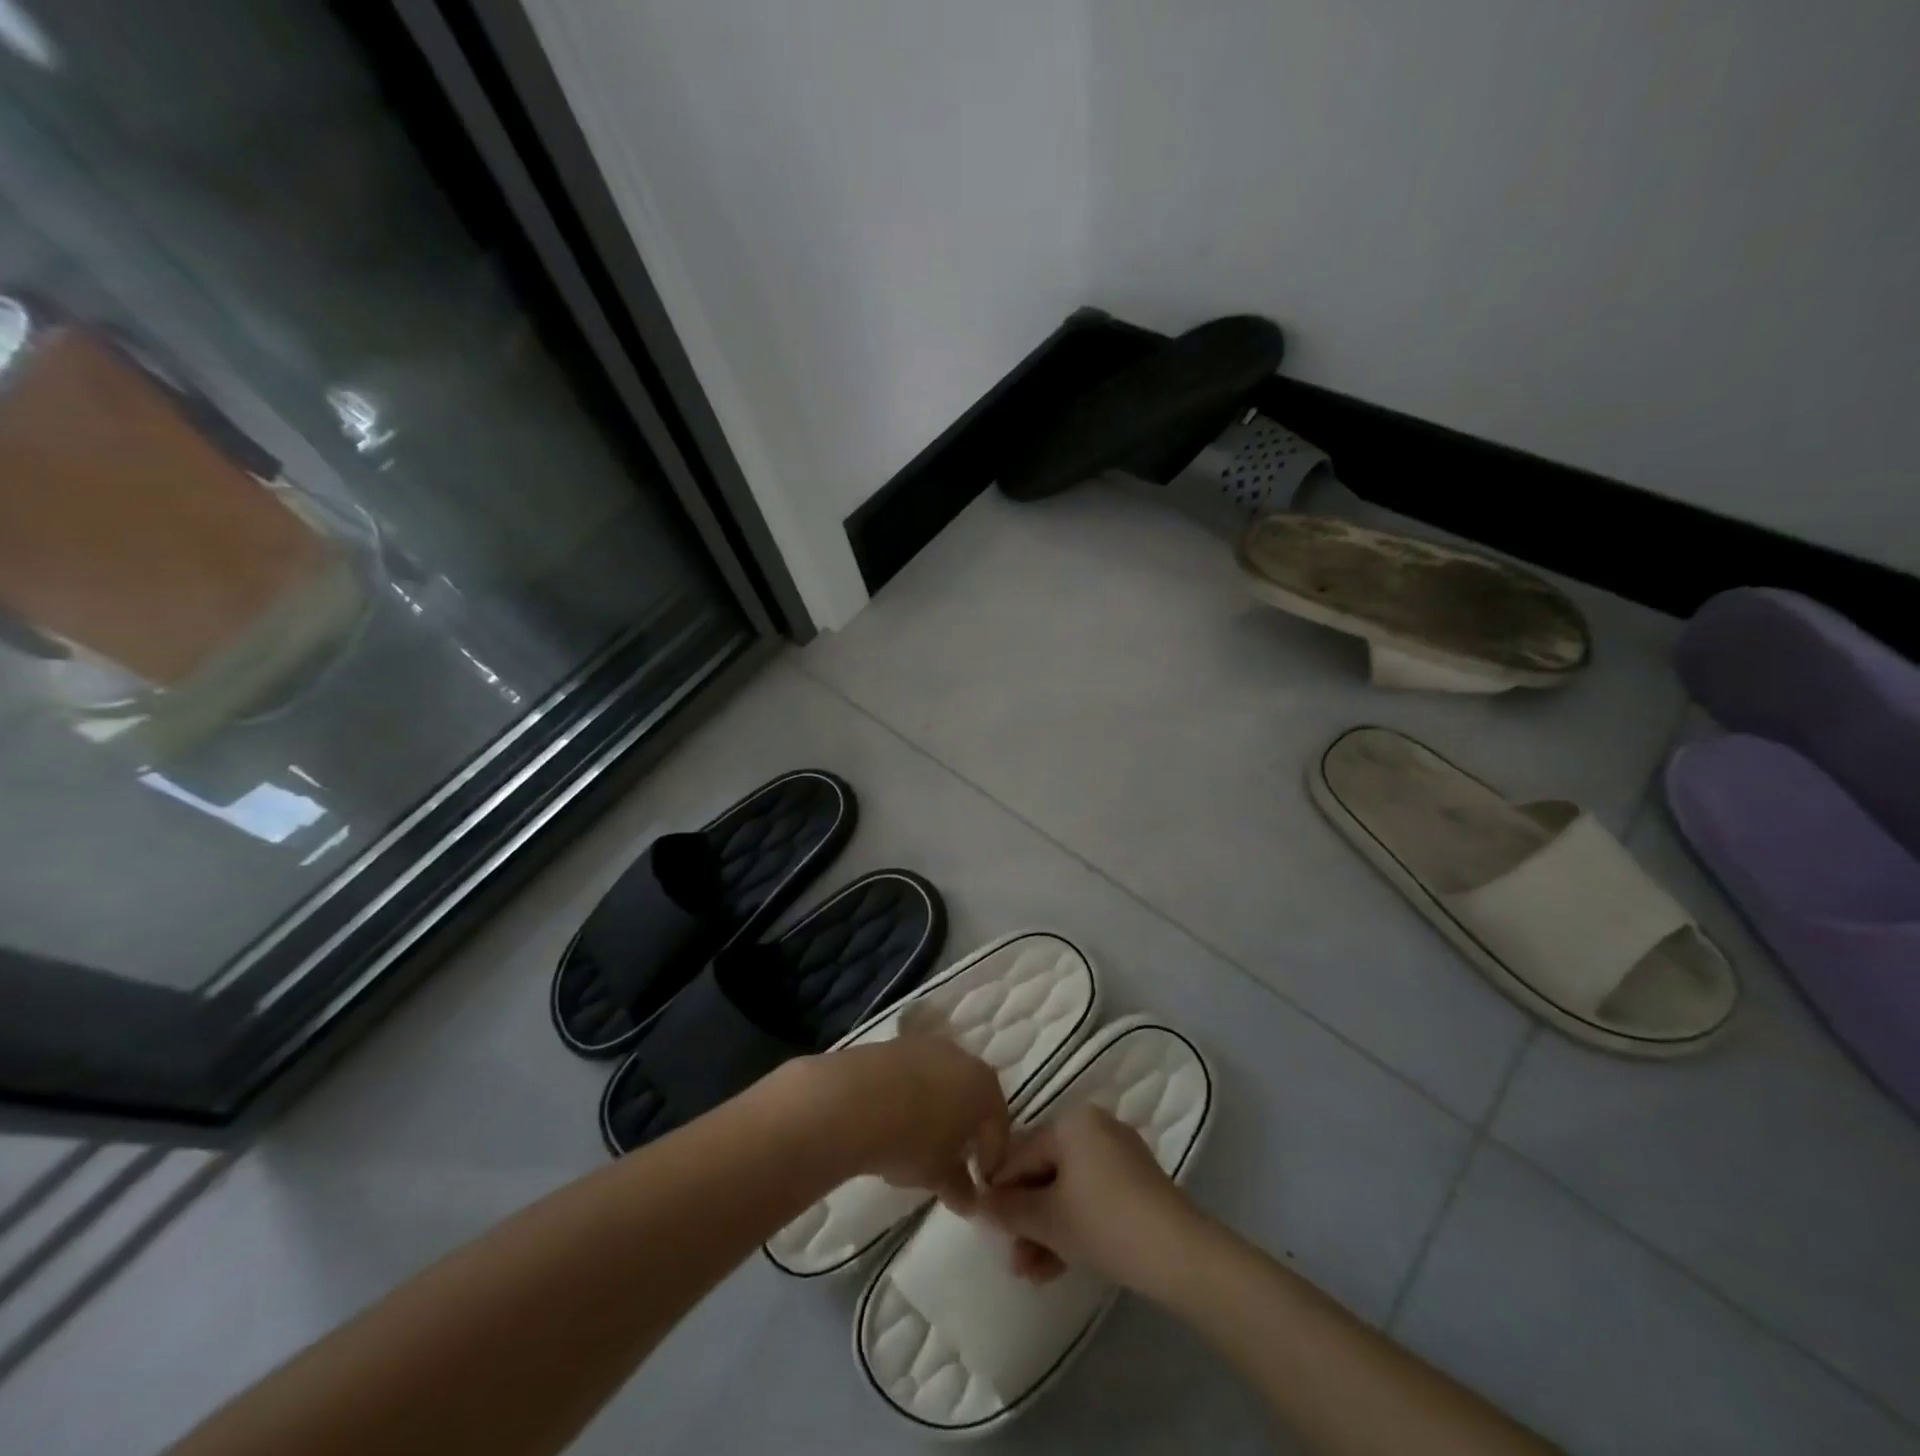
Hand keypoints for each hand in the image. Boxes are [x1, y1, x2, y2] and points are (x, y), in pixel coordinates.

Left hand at [787, 1026, 1008, 1211]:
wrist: (855, 1100)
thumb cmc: (912, 1140)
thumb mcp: (939, 1175)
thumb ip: (960, 1187)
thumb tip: (969, 1199)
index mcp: (985, 1088)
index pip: (999, 1126)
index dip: (992, 1157)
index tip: (980, 1180)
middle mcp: (963, 1058)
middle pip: (973, 1096)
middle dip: (966, 1126)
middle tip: (953, 1157)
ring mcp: (928, 1045)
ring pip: (943, 1081)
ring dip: (938, 1107)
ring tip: (919, 1139)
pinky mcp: (897, 1043)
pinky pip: (915, 1073)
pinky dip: (912, 1093)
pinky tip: (896, 1117)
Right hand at [976, 1106, 1204, 1292]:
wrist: (1177, 1254)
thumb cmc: (1103, 1222)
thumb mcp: (1047, 1219)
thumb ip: (1008, 1208)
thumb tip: (978, 1201)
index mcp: (1072, 1121)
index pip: (1021, 1153)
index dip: (1000, 1189)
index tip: (984, 1223)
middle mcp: (1094, 1127)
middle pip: (1045, 1172)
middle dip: (1026, 1218)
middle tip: (1011, 1256)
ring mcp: (1119, 1155)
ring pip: (1068, 1190)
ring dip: (1046, 1230)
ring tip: (1029, 1273)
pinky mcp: (1136, 1184)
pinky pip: (1091, 1198)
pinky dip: (1073, 1226)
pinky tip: (1056, 1267)